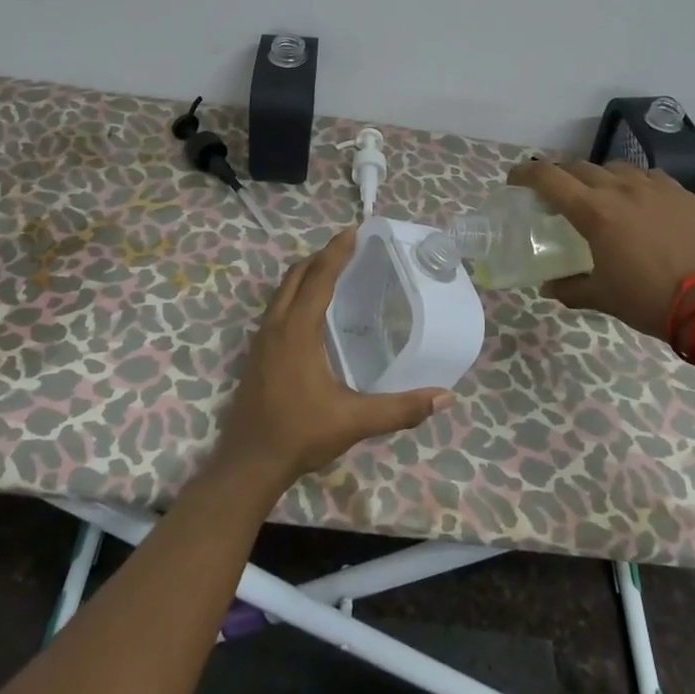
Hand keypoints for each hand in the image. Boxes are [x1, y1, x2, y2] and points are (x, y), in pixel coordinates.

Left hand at [209, 229, 452, 496]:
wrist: (248, 463)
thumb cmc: (300, 434)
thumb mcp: (354, 421)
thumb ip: (401, 409)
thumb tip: (446, 396)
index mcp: (297, 330)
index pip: (319, 277)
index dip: (337, 252)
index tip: (354, 230)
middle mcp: (276, 326)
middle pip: (296, 275)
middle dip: (321, 256)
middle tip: (349, 246)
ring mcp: (262, 339)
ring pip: (282, 290)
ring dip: (306, 273)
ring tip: (332, 269)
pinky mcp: (257, 353)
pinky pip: (277, 307)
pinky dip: (295, 293)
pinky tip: (312, 311)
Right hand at [507, 159, 694, 340]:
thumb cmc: (649, 299)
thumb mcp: (603, 297)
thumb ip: (570, 288)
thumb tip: (549, 287)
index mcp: (594, 211)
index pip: (548, 178)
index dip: (525, 174)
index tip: (514, 180)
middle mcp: (620, 189)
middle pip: (579, 167)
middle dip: (561, 177)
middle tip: (556, 195)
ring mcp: (655, 187)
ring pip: (616, 168)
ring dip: (599, 178)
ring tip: (602, 198)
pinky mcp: (683, 193)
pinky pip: (651, 178)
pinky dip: (636, 185)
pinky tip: (642, 203)